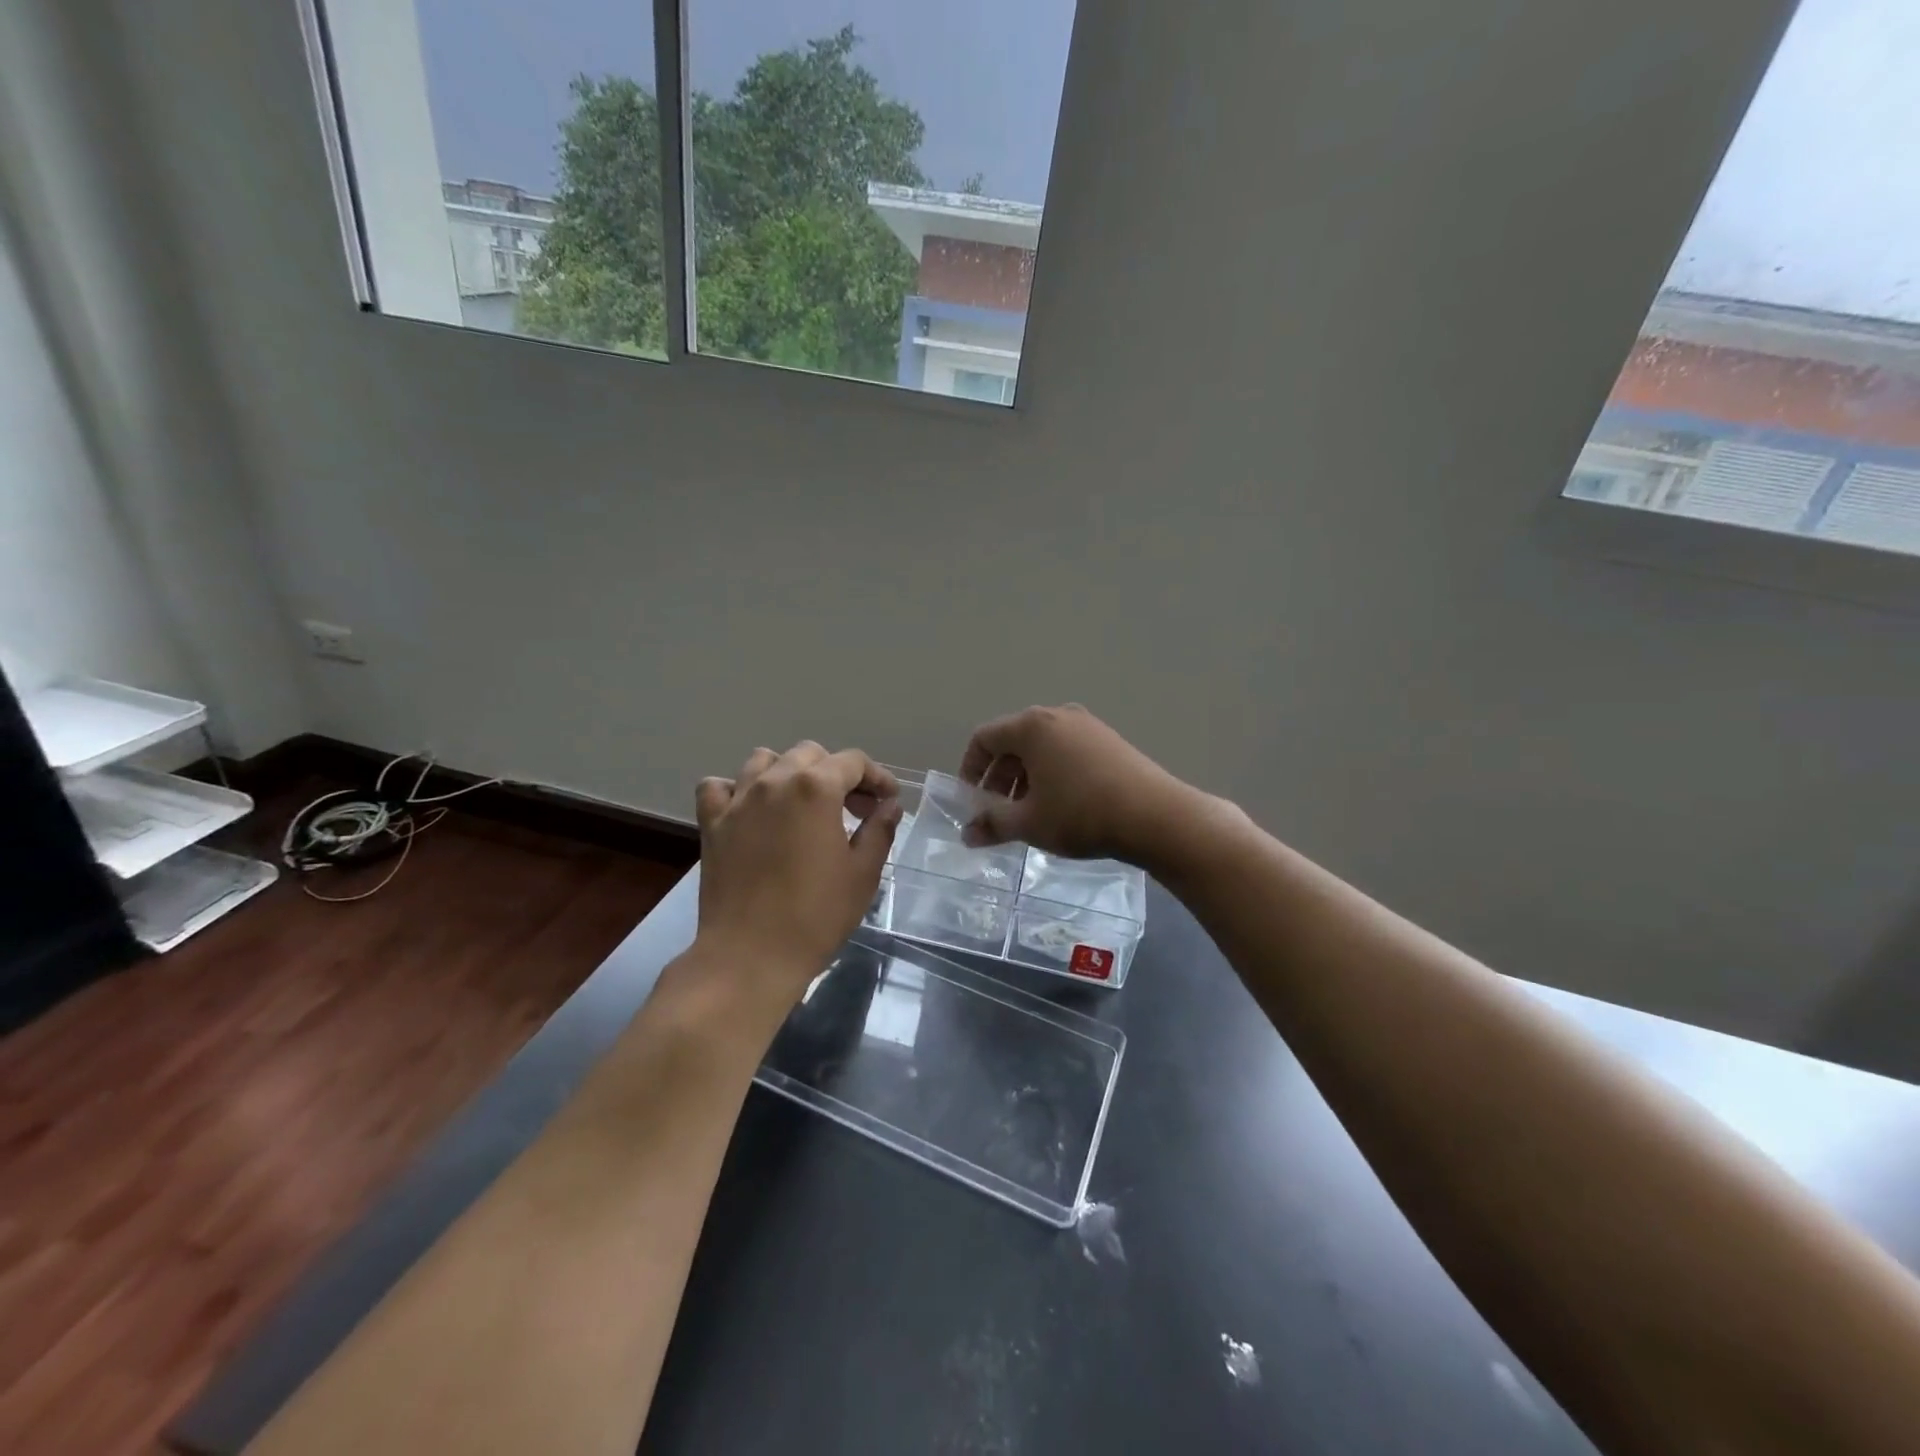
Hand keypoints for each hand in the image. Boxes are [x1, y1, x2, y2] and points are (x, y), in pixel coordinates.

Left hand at [693, 743, 901, 1013]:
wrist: (750, 956)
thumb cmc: (816, 915)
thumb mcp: (863, 873)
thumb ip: (880, 829)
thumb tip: (889, 805)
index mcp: (816, 788)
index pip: (853, 762)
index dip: (877, 777)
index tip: (888, 800)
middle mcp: (774, 781)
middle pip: (810, 754)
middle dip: (837, 773)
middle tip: (854, 808)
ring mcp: (738, 800)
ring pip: (764, 760)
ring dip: (789, 772)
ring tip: (803, 803)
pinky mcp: (712, 823)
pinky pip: (719, 787)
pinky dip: (737, 790)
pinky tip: (752, 811)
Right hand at [958, 704, 1198, 863]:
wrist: (1155, 816)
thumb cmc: (1080, 814)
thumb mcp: (1029, 823)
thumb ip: (992, 824)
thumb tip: (967, 834)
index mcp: (1032, 726)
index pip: (984, 738)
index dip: (970, 770)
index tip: (972, 802)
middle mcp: (1058, 715)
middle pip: (1013, 741)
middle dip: (999, 778)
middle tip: (998, 813)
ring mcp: (1088, 725)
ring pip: (1042, 748)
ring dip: (1025, 778)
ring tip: (1030, 813)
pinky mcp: (1110, 740)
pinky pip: (1067, 751)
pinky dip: (1052, 774)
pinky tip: (1062, 806)